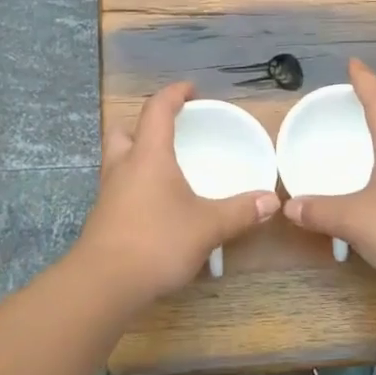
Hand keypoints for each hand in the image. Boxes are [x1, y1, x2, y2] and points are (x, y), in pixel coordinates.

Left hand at [74, 82, 280, 305]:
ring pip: (118, 159)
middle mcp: (123, 167)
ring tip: (165, 167)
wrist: (104, 284)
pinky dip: (135, 184)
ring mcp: (108, 193)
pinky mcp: (104, 218)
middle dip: (144, 124)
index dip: (174, 94)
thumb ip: (240, 212)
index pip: (157, 109)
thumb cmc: (156, 242)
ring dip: (137, 155)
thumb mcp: (207, 226)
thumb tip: (271, 200)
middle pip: (124, 130)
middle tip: (169, 132)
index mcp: (148, 155)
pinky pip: (119, 187)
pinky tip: (155, 204)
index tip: (191, 90)